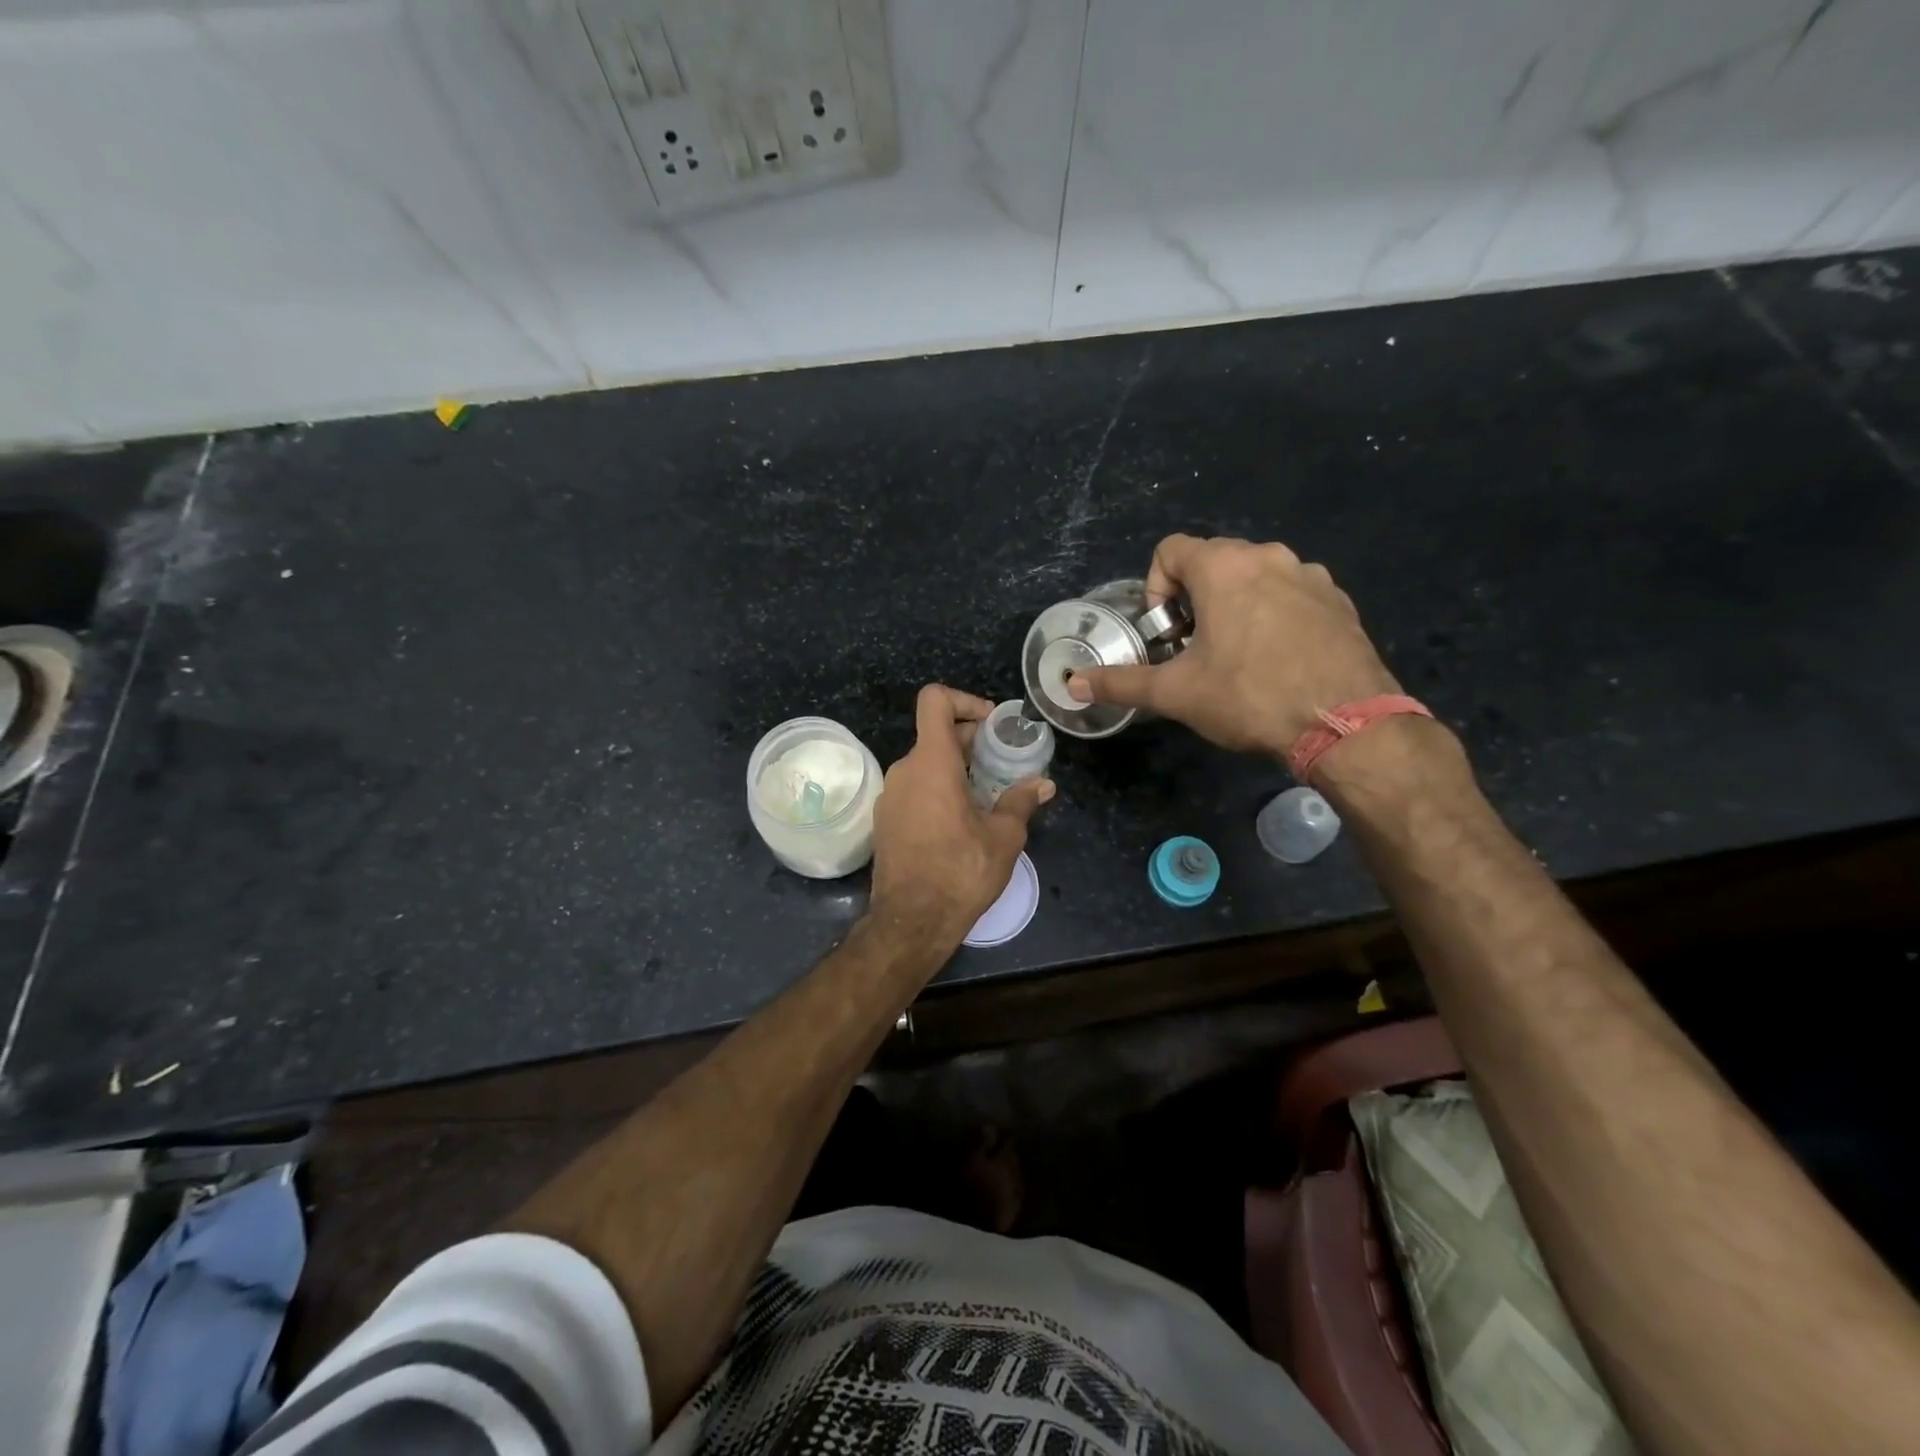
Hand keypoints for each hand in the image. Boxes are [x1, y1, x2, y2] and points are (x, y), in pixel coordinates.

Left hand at [870, 685, 1053, 941]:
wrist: (911, 922)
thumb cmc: (960, 872)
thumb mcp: (1003, 837)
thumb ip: (1020, 802)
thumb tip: (1043, 784)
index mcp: (931, 762)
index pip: (935, 700)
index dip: (965, 701)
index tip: (992, 725)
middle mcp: (904, 770)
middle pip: (935, 734)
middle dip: (971, 741)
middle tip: (1004, 763)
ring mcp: (890, 796)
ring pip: (926, 764)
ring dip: (957, 769)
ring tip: (988, 795)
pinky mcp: (885, 821)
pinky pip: (915, 789)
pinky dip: (939, 790)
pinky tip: (963, 820)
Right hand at [1068, 534, 1399, 757]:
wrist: (1346, 722)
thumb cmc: (1250, 696)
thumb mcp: (1176, 693)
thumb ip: (1121, 683)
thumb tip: (1072, 685)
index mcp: (1224, 567)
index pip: (1170, 549)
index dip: (1155, 587)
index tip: (1165, 632)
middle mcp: (1268, 556)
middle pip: (1213, 561)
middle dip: (1193, 598)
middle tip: (1194, 647)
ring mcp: (1310, 575)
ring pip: (1254, 576)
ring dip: (1234, 604)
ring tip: (1236, 655)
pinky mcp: (1338, 599)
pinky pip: (1291, 592)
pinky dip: (1273, 613)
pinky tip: (1277, 659)